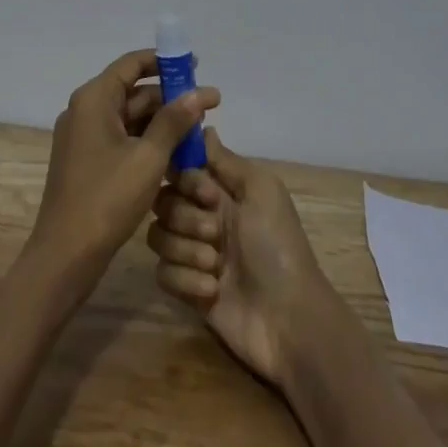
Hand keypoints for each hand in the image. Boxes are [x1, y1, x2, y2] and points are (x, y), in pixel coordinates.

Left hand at [26, 50, 220, 296]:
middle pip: (133, 91)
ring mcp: (84, 137)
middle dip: (170, 98)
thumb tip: (200, 93)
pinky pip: (122, 139)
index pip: (132, 64)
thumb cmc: (106, 199)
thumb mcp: (148, 158)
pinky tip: (177, 155)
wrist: (65, 255)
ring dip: (162, 123)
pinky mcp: (87, 161)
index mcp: (94, 99)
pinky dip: (147, 142)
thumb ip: (174, 122)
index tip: (195, 64)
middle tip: (208, 105)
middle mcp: (85, 110)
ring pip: (130, 118)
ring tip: (199, 132)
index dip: (164, 61)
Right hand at [147, 130, 338, 385]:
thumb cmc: (277, 247)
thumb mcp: (262, 192)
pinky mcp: (186, 289)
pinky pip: (162, 273)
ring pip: (158, 236)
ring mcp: (194, 254)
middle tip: (215, 233)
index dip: (185, 179)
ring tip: (215, 265)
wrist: (289, 320)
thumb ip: (227, 160)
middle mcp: (203, 218)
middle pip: (163, 201)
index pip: (180, 169)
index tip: (207, 194)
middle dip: (185, 217)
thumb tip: (202, 127)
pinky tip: (212, 290)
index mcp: (222, 192)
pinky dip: (185, 280)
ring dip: (186, 249)